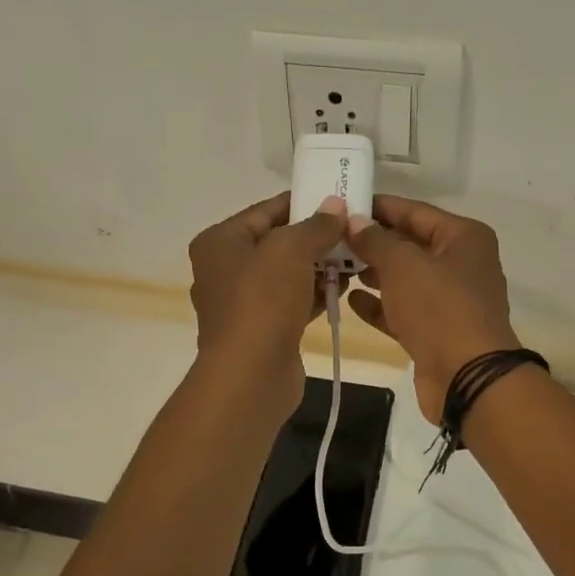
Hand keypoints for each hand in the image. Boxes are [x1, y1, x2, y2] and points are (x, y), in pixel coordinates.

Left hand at [188, 192, 346, 423]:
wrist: (251, 375)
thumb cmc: (262, 302)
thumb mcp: (290, 250)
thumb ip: (316, 225)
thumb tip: (336, 206)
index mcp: (220, 242)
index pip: (266, 211)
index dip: (303, 203)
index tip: (338, 200)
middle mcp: (225, 269)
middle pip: (277, 242)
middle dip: (315, 237)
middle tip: (353, 231)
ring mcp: (243, 303)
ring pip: (287, 274)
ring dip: (319, 266)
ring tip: (354, 259)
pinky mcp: (263, 329)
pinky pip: (292, 301)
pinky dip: (315, 294)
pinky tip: (343, 288)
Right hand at [342, 196, 521, 423]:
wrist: (467, 377)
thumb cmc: (439, 308)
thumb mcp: (402, 265)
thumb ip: (375, 240)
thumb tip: (354, 221)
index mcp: (464, 237)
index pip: (415, 211)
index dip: (378, 207)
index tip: (342, 203)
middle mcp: (461, 264)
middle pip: (410, 245)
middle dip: (372, 242)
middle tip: (331, 237)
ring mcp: (450, 300)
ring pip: (406, 279)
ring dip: (373, 274)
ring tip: (336, 266)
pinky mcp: (437, 331)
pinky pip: (404, 310)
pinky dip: (380, 305)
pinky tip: (350, 300)